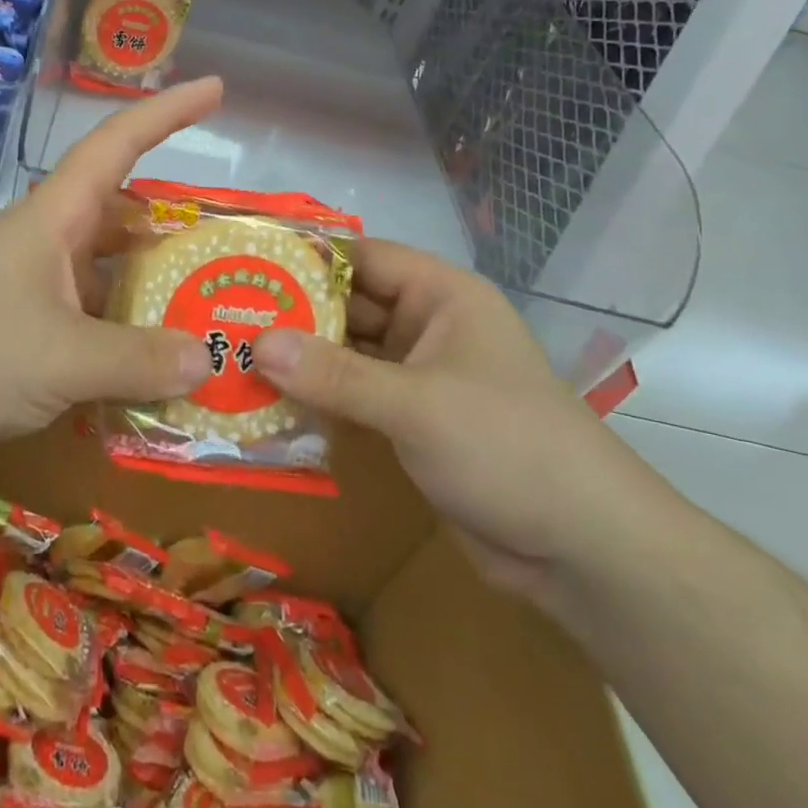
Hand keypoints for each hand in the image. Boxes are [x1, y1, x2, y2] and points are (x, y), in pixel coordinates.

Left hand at [0, 78, 222, 472]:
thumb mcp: (59, 357)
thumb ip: (135, 359)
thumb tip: (207, 358)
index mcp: (57, 219)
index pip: (120, 144)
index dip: (169, 111)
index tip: (216, 88)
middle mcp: (48, 244)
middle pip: (124, 219)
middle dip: (175, 227)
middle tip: (231, 250)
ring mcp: (31, 290)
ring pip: (107, 279)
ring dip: (151, 295)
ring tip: (209, 317)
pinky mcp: (17, 335)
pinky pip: (86, 327)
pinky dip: (120, 343)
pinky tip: (151, 375)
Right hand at [253, 240, 670, 604]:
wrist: (584, 550)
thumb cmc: (506, 446)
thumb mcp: (415, 405)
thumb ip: (334, 375)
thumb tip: (255, 343)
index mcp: (440, 296)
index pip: (361, 258)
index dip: (305, 257)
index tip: (244, 262)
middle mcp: (427, 326)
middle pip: (348, 306)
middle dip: (292, 313)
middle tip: (223, 316)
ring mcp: (419, 376)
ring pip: (348, 355)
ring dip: (301, 360)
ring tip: (232, 357)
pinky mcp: (411, 422)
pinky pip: (355, 397)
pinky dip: (319, 399)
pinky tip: (268, 404)